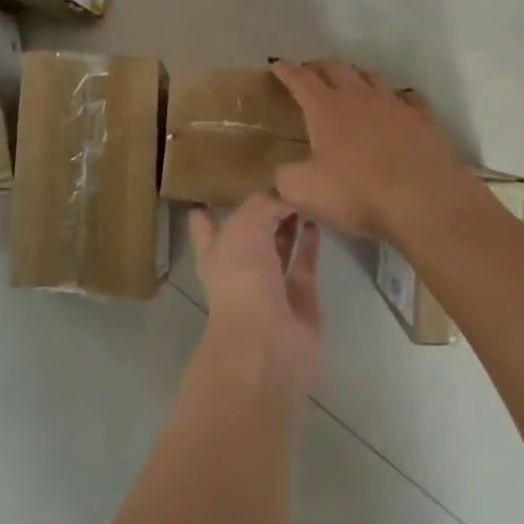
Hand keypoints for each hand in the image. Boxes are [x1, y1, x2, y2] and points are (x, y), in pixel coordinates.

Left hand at [189, 195, 321, 396]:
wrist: (268, 341)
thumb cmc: (243, 279)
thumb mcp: (246, 227)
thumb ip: (264, 205)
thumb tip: (284, 197)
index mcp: (215, 252)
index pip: (205, 226)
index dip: (210, 210)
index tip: (220, 189)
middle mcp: (240, 267)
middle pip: (249, 233)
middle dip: (261, 211)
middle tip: (281, 181)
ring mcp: (270, 284)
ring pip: (279, 247)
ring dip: (289, 224)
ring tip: (304, 195)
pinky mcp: (299, 296)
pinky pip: (304, 263)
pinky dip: (310, 243)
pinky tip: (318, 221)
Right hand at [270, 59, 479, 242]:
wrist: (423, 201)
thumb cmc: (357, 193)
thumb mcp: (303, 191)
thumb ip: (284, 177)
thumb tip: (284, 171)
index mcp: (326, 108)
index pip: (301, 80)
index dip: (286, 71)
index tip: (276, 64)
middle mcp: (359, 97)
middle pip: (336, 69)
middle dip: (318, 67)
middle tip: (308, 72)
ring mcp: (394, 105)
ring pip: (370, 77)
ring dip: (354, 76)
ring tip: (347, 82)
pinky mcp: (421, 120)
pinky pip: (405, 98)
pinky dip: (394, 97)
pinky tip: (394, 104)